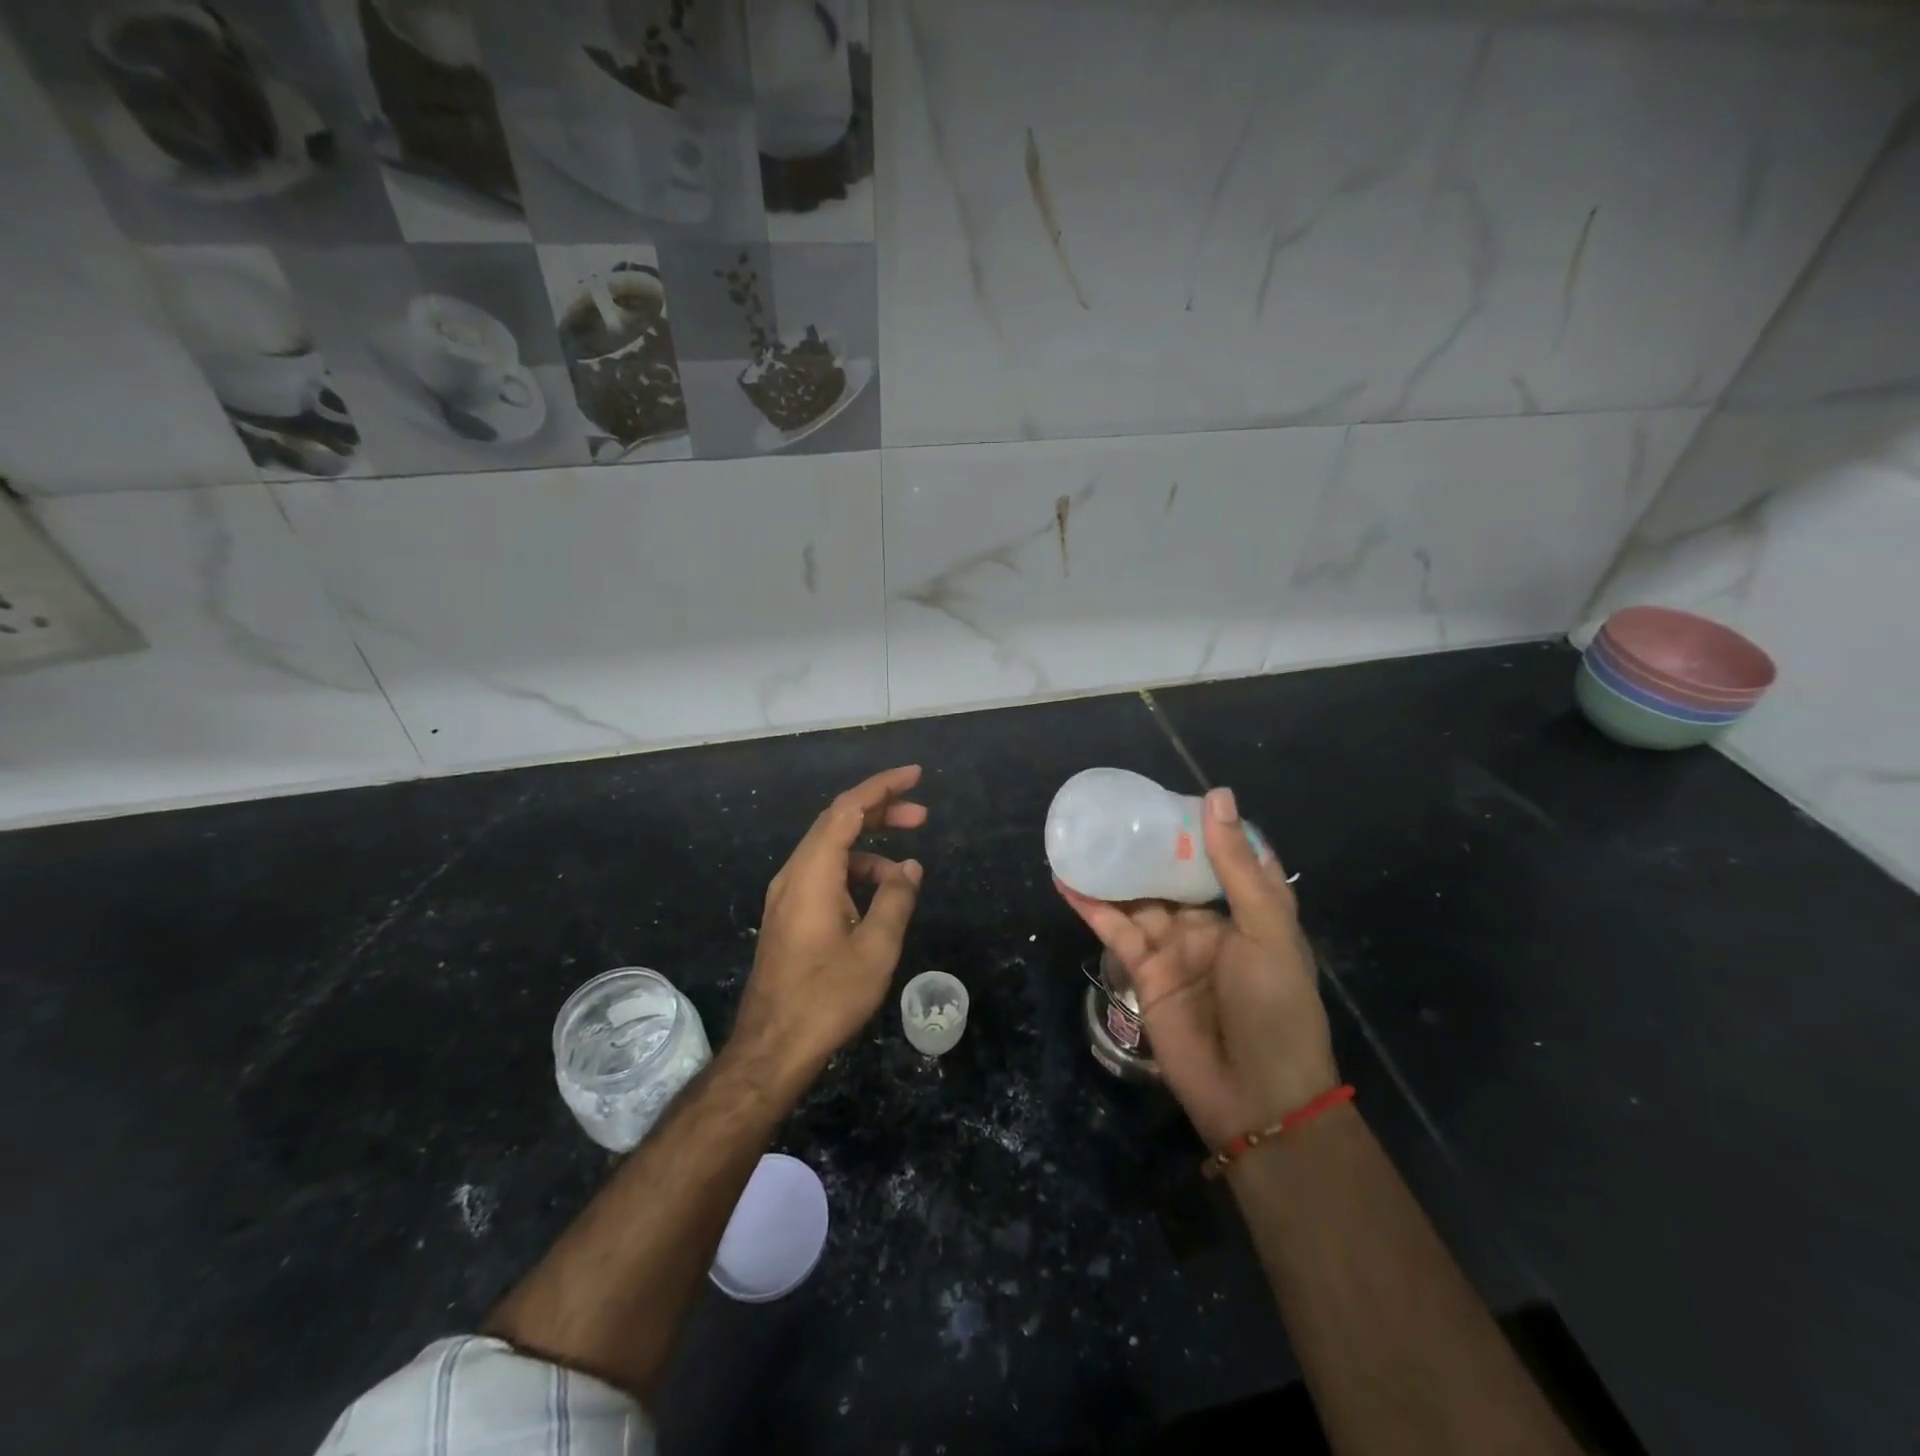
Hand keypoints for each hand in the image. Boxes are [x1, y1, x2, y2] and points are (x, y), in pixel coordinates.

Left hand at [733, 765, 927, 1084]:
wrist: (772, 1047)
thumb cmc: (827, 997)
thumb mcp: (875, 948)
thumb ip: (896, 899)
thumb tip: (909, 867)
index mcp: (813, 873)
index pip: (848, 810)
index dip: (882, 787)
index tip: (915, 775)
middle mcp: (794, 874)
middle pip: (837, 823)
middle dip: (881, 813)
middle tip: (922, 816)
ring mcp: (787, 895)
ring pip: (831, 851)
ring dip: (870, 850)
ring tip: (907, 874)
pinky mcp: (789, 916)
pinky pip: (824, 876)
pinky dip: (855, 874)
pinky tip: (879, 898)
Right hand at [1059, 786, 1336, 1149]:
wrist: (1255, 1097)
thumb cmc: (1275, 1008)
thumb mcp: (1266, 930)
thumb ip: (1236, 867)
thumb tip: (1217, 795)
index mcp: (1247, 911)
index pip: (1221, 857)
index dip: (1200, 827)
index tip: (1171, 795)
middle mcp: (1209, 924)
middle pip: (1172, 873)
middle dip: (1147, 844)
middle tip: (1114, 809)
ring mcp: (1173, 947)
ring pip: (1137, 897)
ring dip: (1112, 870)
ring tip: (1081, 835)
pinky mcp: (1143, 972)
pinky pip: (1113, 929)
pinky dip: (1090, 905)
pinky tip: (1066, 879)